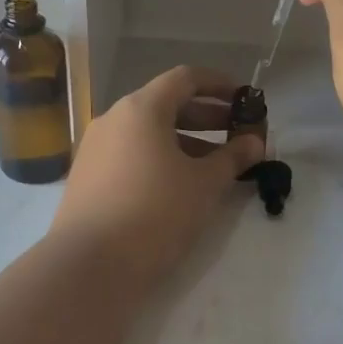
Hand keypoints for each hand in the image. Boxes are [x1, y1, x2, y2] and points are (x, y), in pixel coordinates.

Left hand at [48, 66, 263, 286]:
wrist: (90, 265)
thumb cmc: (155, 213)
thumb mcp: (204, 185)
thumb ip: (232, 158)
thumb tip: (255, 143)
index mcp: (141, 109)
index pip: (185, 79)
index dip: (219, 85)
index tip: (245, 99)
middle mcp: (113, 119)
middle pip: (166, 104)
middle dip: (206, 117)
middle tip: (238, 134)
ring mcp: (95, 148)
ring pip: (148, 133)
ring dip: (185, 141)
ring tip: (215, 165)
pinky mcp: (87, 177)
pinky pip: (131, 154)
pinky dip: (160, 158)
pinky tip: (179, 185)